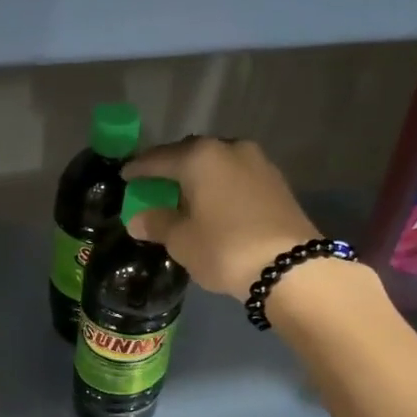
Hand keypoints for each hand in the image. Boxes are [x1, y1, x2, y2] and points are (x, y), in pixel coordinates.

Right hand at [122, 137, 321, 301]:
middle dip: (171, 169)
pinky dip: (220, 187)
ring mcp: (258, 163)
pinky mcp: (277, 182)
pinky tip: (214, 204)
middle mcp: (230, 149)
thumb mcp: (182, 240)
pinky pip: (236, 177)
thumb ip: (157, 223)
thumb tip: (138, 219)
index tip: (125, 176)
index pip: (159, 159)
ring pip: (217, 164)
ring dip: (199, 177)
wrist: (291, 267)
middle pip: (190, 154)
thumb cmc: (224, 249)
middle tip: (154, 185)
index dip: (139, 169)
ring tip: (185, 196)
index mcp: (200, 157)